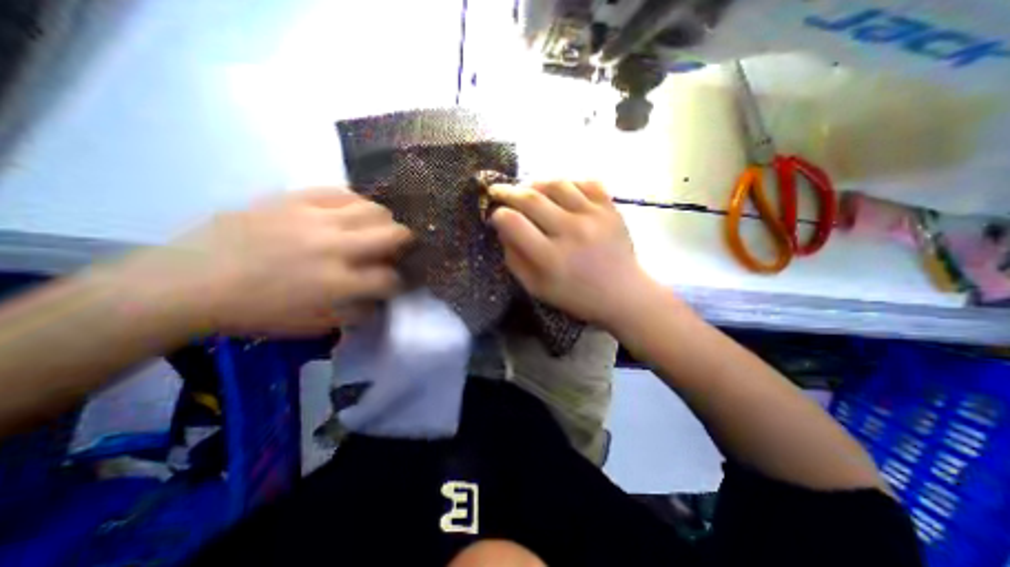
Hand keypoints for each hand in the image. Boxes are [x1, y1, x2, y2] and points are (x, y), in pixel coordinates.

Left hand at [120, 188, 409, 333]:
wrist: (190, 282)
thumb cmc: (255, 312)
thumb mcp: (312, 326)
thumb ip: (354, 314)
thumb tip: (377, 300)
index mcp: (338, 283)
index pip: (390, 279)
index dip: (399, 282)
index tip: (394, 282)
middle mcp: (335, 247)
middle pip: (394, 235)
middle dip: (405, 242)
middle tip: (398, 247)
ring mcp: (314, 218)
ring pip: (373, 208)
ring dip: (384, 220)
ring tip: (377, 228)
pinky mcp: (293, 199)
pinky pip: (340, 191)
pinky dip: (355, 202)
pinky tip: (352, 211)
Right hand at [492, 178, 664, 330]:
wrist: (623, 294)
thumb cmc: (576, 296)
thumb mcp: (537, 287)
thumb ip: (514, 259)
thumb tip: (502, 228)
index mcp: (551, 257)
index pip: (513, 223)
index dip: (498, 215)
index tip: (495, 215)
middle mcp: (571, 231)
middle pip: (531, 198)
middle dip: (508, 191)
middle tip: (499, 190)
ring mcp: (594, 216)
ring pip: (556, 183)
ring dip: (536, 183)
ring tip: (529, 190)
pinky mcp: (611, 208)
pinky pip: (585, 182)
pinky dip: (568, 183)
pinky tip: (561, 192)